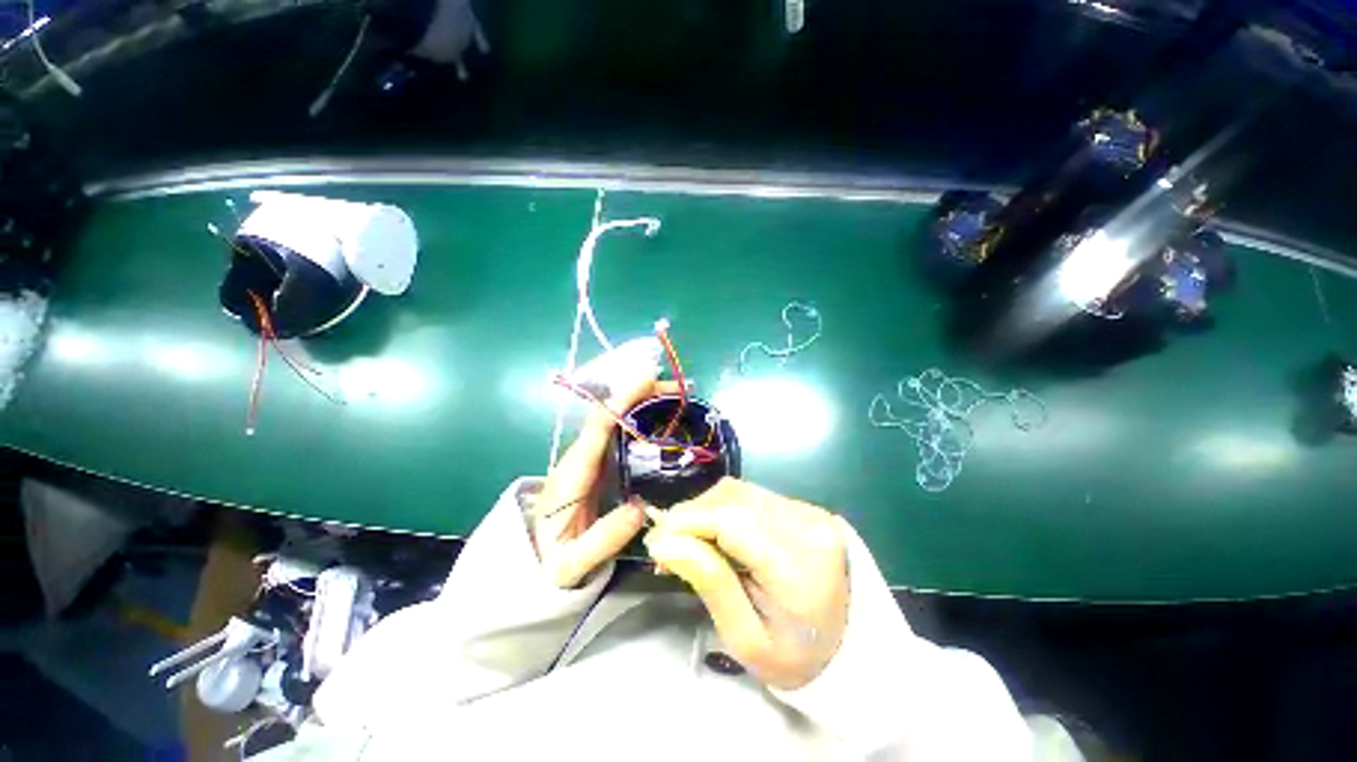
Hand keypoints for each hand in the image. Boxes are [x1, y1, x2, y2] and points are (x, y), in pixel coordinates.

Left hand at [532, 376, 683, 588]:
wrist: (536, 567)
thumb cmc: (552, 564)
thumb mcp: (571, 564)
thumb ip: (601, 540)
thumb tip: (640, 508)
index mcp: (572, 473)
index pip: (597, 427)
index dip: (621, 401)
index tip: (647, 382)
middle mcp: (581, 457)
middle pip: (610, 414)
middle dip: (641, 395)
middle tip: (677, 389)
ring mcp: (590, 459)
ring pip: (617, 421)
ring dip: (644, 403)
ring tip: (676, 398)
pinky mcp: (600, 466)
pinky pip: (621, 435)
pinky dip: (642, 420)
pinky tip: (663, 420)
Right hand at [643, 478, 848, 689]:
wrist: (847, 647)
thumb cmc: (795, 656)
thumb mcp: (746, 637)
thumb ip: (709, 582)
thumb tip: (664, 542)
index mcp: (800, 564)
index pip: (731, 521)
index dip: (686, 523)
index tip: (654, 543)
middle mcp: (807, 523)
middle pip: (732, 498)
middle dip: (691, 515)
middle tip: (667, 547)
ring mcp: (807, 510)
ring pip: (738, 491)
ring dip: (704, 510)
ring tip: (687, 541)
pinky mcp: (801, 506)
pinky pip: (749, 495)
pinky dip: (722, 509)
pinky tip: (713, 533)